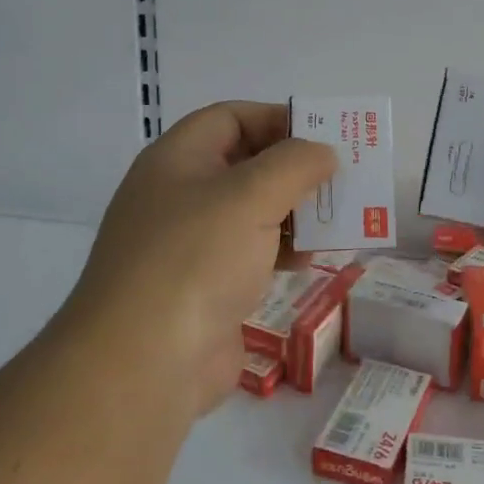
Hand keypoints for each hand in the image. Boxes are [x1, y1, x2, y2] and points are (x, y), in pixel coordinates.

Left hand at [65, 102, 336, 416]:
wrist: (143, 365)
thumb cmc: (195, 259)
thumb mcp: (250, 196)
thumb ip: (295, 163)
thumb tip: (323, 153)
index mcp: (177, 160)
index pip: (230, 118)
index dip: (276, 118)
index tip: (323, 134)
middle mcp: (179, 196)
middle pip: (244, 165)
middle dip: (293, 170)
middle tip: (339, 179)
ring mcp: (189, 246)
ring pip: (251, 212)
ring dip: (294, 213)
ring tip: (334, 221)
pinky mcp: (204, 289)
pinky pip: (250, 254)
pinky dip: (282, 251)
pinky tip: (309, 261)